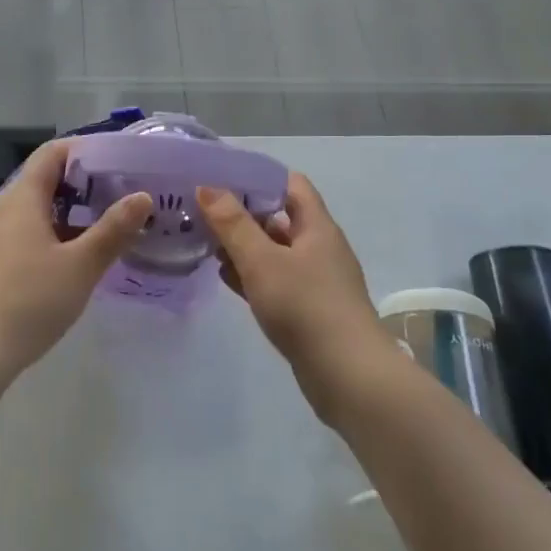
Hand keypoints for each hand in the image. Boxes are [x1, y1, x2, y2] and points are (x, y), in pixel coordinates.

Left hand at [0, 140, 151, 378]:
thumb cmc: (30, 301)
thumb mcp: (80, 266)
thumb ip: (113, 230)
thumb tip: (142, 197)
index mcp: (22, 200)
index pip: (51, 154)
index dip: (83, 149)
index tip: (117, 158)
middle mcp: (4, 212)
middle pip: (44, 181)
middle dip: (82, 182)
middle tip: (121, 192)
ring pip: (36, 211)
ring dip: (70, 211)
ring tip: (106, 223)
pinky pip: (27, 235)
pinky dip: (54, 234)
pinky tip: (76, 257)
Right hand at [197, 174, 395, 425]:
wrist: (348, 375)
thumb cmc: (305, 306)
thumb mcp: (262, 260)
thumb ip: (233, 223)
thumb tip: (207, 186)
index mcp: (317, 227)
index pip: (291, 184)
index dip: (258, 175)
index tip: (221, 176)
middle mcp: (319, 248)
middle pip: (279, 217)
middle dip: (243, 212)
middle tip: (203, 210)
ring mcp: (315, 280)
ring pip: (274, 251)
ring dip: (244, 245)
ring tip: (205, 241)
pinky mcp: (308, 309)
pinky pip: (274, 280)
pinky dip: (251, 274)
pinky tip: (225, 277)